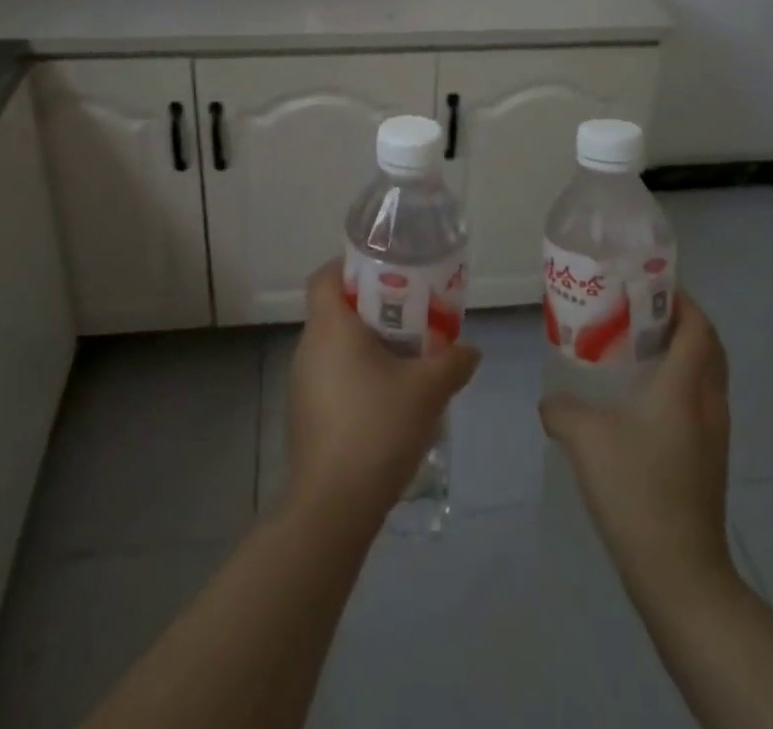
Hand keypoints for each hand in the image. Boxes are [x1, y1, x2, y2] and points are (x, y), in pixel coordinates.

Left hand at [285, 263, 481, 528]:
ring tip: (404, 359)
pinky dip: (355, 374)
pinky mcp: (304, 413)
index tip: (385, 275)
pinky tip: (386, 400)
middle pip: (334, 309)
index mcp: (330, 327)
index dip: (350, 267)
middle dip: (371, 308)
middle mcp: (308, 346)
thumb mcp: (427, 390)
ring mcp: (302, 382)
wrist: (333, 505)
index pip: (325, 276)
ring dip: (365, 345)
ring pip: (334, 345)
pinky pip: (331, 375)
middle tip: (410, 316)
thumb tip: (471, 349)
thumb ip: (452, 362)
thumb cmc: (377, 427)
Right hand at [539, 292, 737, 598]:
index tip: (651, 284)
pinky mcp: (710, 460)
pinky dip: (681, 384)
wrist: (679, 574)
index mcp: (685, 387)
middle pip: (710, 346)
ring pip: (707, 376)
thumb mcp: (584, 439)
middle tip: (641, 311)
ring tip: (638, 348)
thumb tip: (549, 401)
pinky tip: (643, 400)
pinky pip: (701, 402)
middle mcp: (708, 403)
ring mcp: (714, 435)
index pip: (698, 327)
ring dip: (683, 353)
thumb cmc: (636, 490)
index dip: (682, 299)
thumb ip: (561, 409)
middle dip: (682, 321)